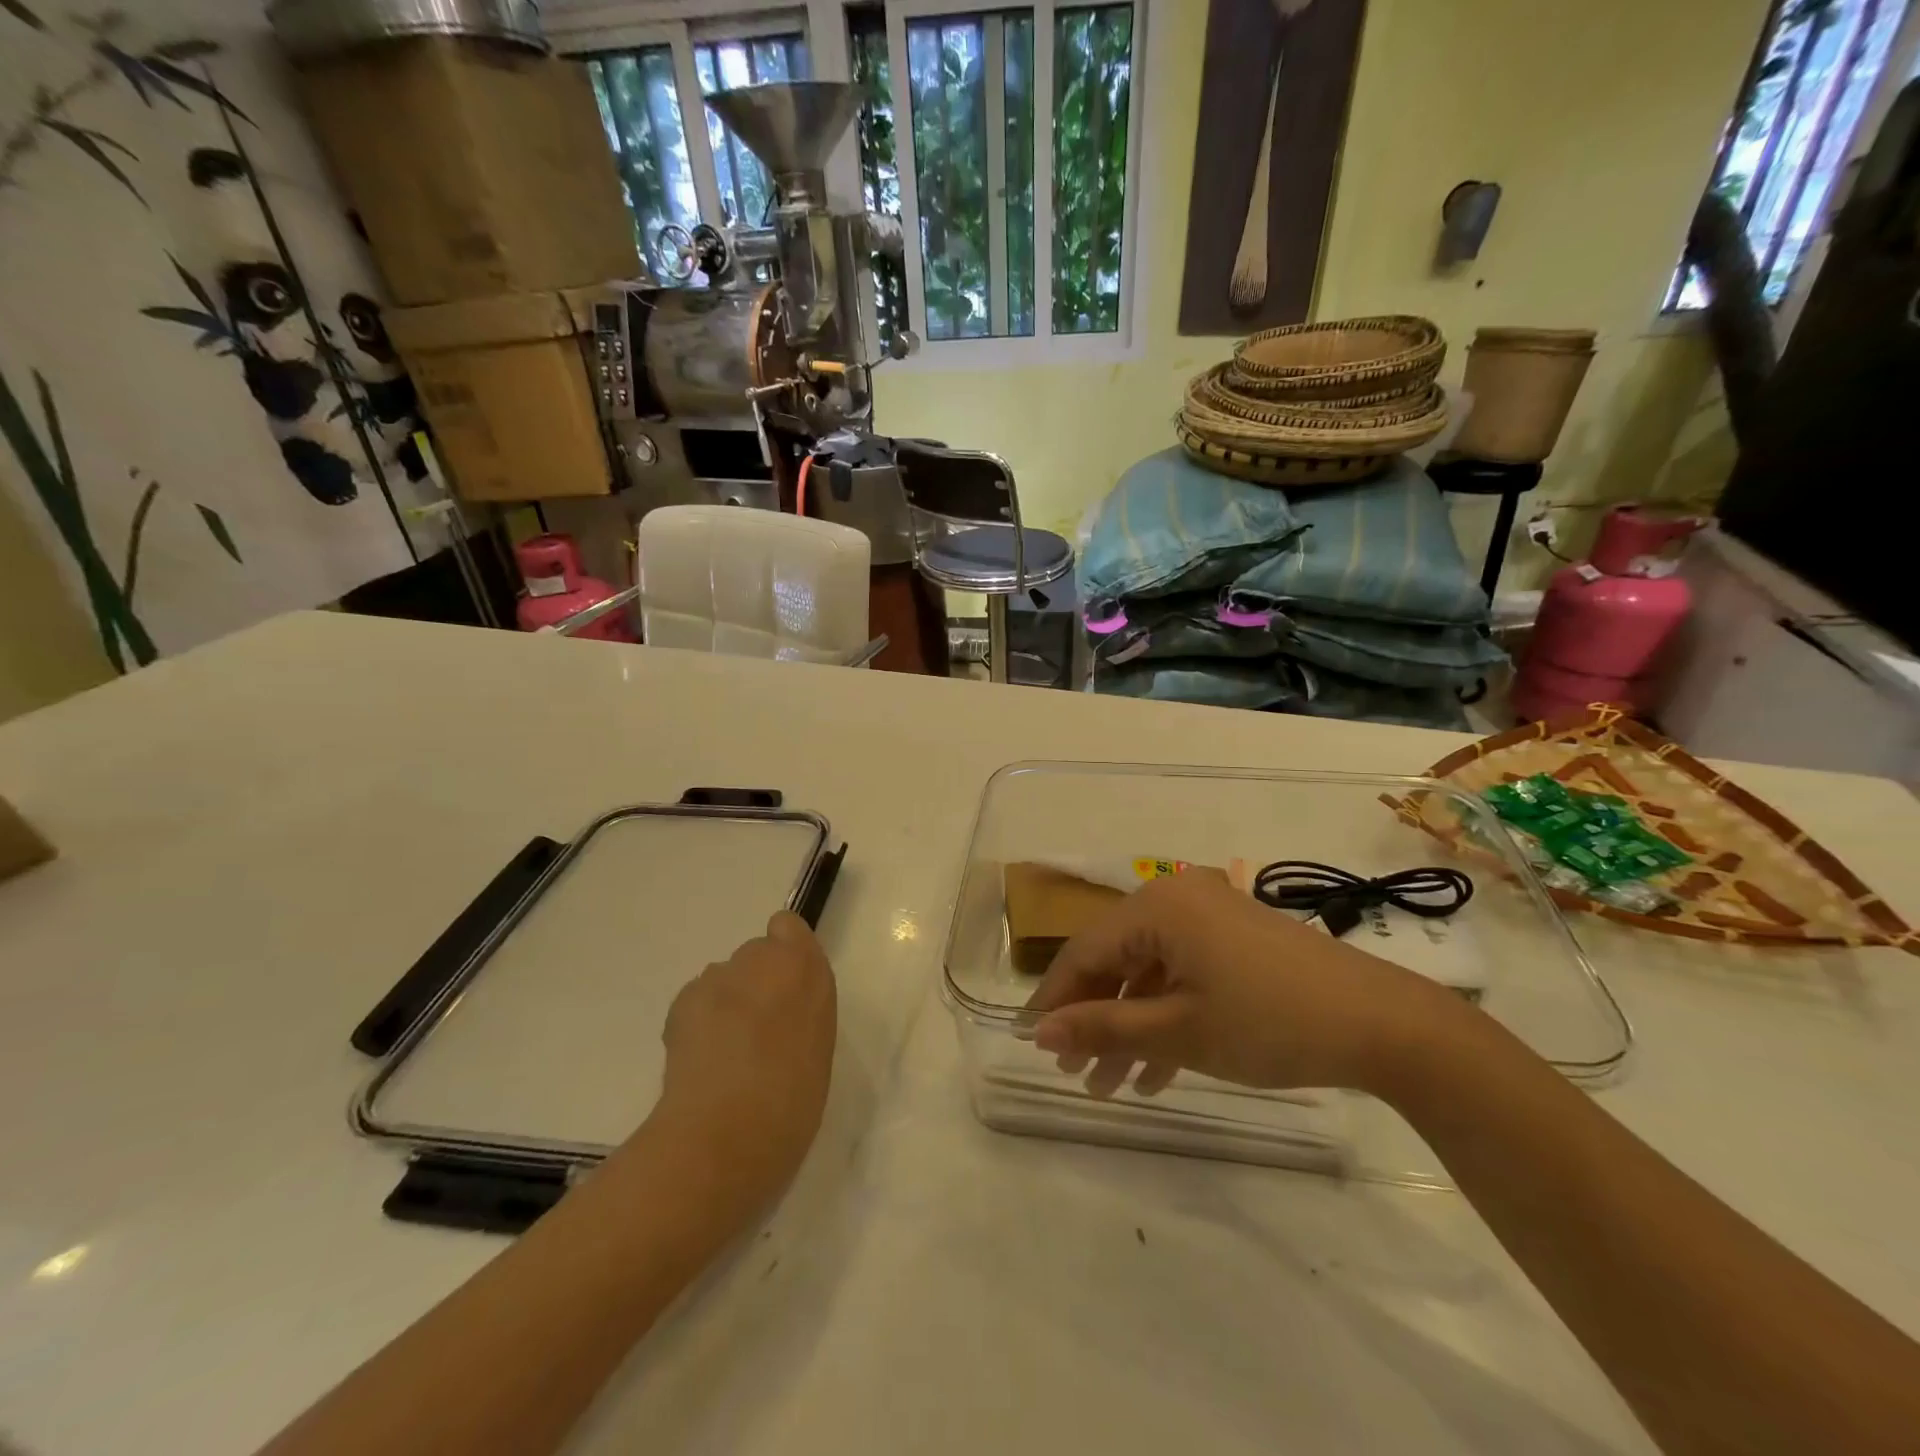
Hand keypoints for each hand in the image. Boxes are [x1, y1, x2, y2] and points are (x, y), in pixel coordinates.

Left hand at [649, 912, 837, 1217]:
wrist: (724, 1136)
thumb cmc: (791, 1103)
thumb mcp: (817, 1050)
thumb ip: (802, 1014)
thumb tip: (781, 1016)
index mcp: (806, 970)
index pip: (787, 928)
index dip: (784, 952)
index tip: (786, 990)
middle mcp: (761, 961)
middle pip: (755, 954)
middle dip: (755, 983)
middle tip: (756, 1032)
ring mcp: (717, 979)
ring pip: (723, 978)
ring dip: (726, 1003)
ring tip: (725, 1054)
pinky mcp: (681, 1003)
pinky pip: (695, 1001)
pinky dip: (697, 1022)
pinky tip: (700, 1061)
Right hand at [1026, 870, 1464, 1098]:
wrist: (1383, 1025)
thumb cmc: (1269, 1022)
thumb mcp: (1179, 1031)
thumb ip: (1104, 1028)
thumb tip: (1041, 1032)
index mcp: (1157, 907)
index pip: (1084, 951)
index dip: (1056, 999)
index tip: (1032, 1044)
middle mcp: (1176, 898)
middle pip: (1115, 959)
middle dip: (1094, 1019)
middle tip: (1075, 1073)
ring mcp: (1209, 917)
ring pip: (1149, 971)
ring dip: (1130, 1026)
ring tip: (1111, 1086)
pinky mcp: (1235, 939)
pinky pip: (1183, 973)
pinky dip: (1167, 1016)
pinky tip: (1157, 1072)